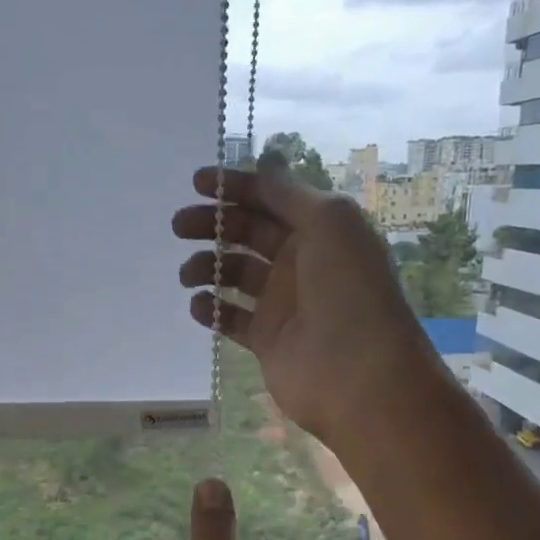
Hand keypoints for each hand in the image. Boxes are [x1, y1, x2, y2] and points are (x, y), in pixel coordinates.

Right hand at [173, 163, 445, 447]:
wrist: (359, 373)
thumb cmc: (348, 289)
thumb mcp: (329, 222)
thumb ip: (289, 194)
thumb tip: (265, 165)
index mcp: (321, 230)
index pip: (272, 199)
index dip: (236, 187)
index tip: (197, 183)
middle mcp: (302, 262)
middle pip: (248, 233)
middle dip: (214, 224)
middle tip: (180, 225)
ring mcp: (284, 303)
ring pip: (235, 274)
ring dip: (208, 266)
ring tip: (188, 274)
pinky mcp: (267, 340)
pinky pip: (231, 318)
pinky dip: (211, 309)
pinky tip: (199, 305)